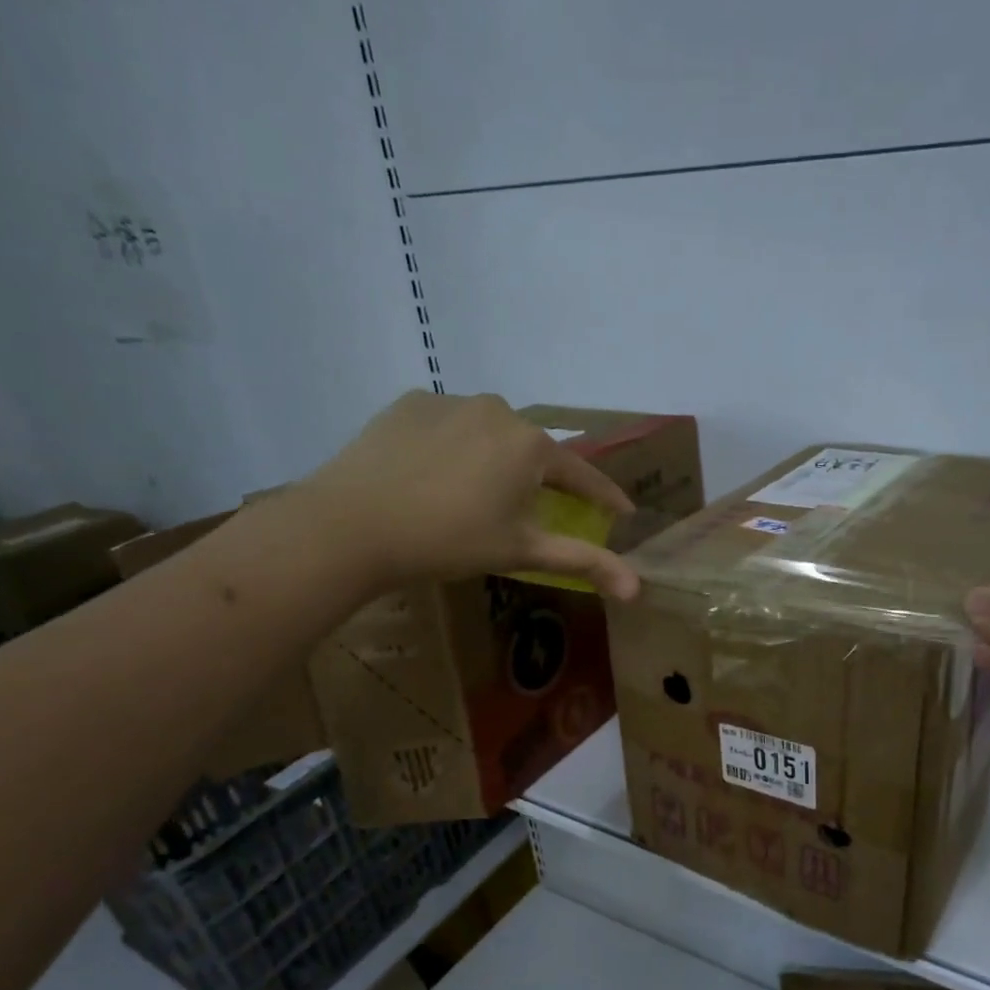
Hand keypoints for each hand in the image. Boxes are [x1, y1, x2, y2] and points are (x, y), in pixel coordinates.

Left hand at [296, 391, 640, 598]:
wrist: (351, 525)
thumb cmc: (449, 540)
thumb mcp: (522, 552)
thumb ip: (583, 561)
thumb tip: (638, 588)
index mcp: (531, 445)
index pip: (582, 474)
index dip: (604, 497)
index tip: (622, 512)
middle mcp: (498, 409)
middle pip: (533, 451)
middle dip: (541, 480)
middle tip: (533, 511)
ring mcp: (450, 401)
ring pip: (490, 434)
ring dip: (495, 460)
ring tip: (477, 495)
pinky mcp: (409, 403)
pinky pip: (449, 425)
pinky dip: (454, 447)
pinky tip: (435, 475)